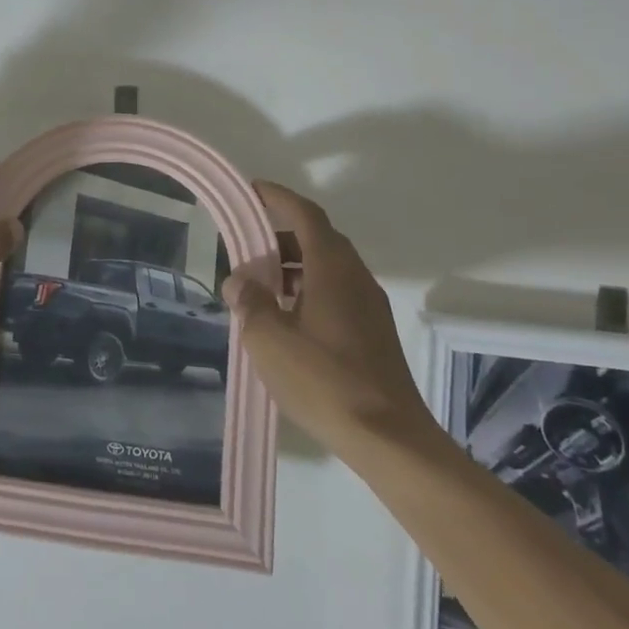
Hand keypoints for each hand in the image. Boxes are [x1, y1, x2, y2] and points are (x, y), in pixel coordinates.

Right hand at [223, 181, 433, 453]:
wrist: (388, 437)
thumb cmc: (323, 380)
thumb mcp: (268, 339)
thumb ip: (250, 302)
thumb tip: (240, 280)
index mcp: (332, 269)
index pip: (305, 215)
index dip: (278, 198)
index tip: (252, 191)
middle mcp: (355, 278)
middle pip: (318, 239)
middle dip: (281, 235)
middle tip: (246, 246)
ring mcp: (369, 306)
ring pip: (328, 268)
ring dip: (293, 266)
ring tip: (259, 286)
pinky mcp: (373, 333)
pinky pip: (336, 292)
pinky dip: (308, 290)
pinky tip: (286, 318)